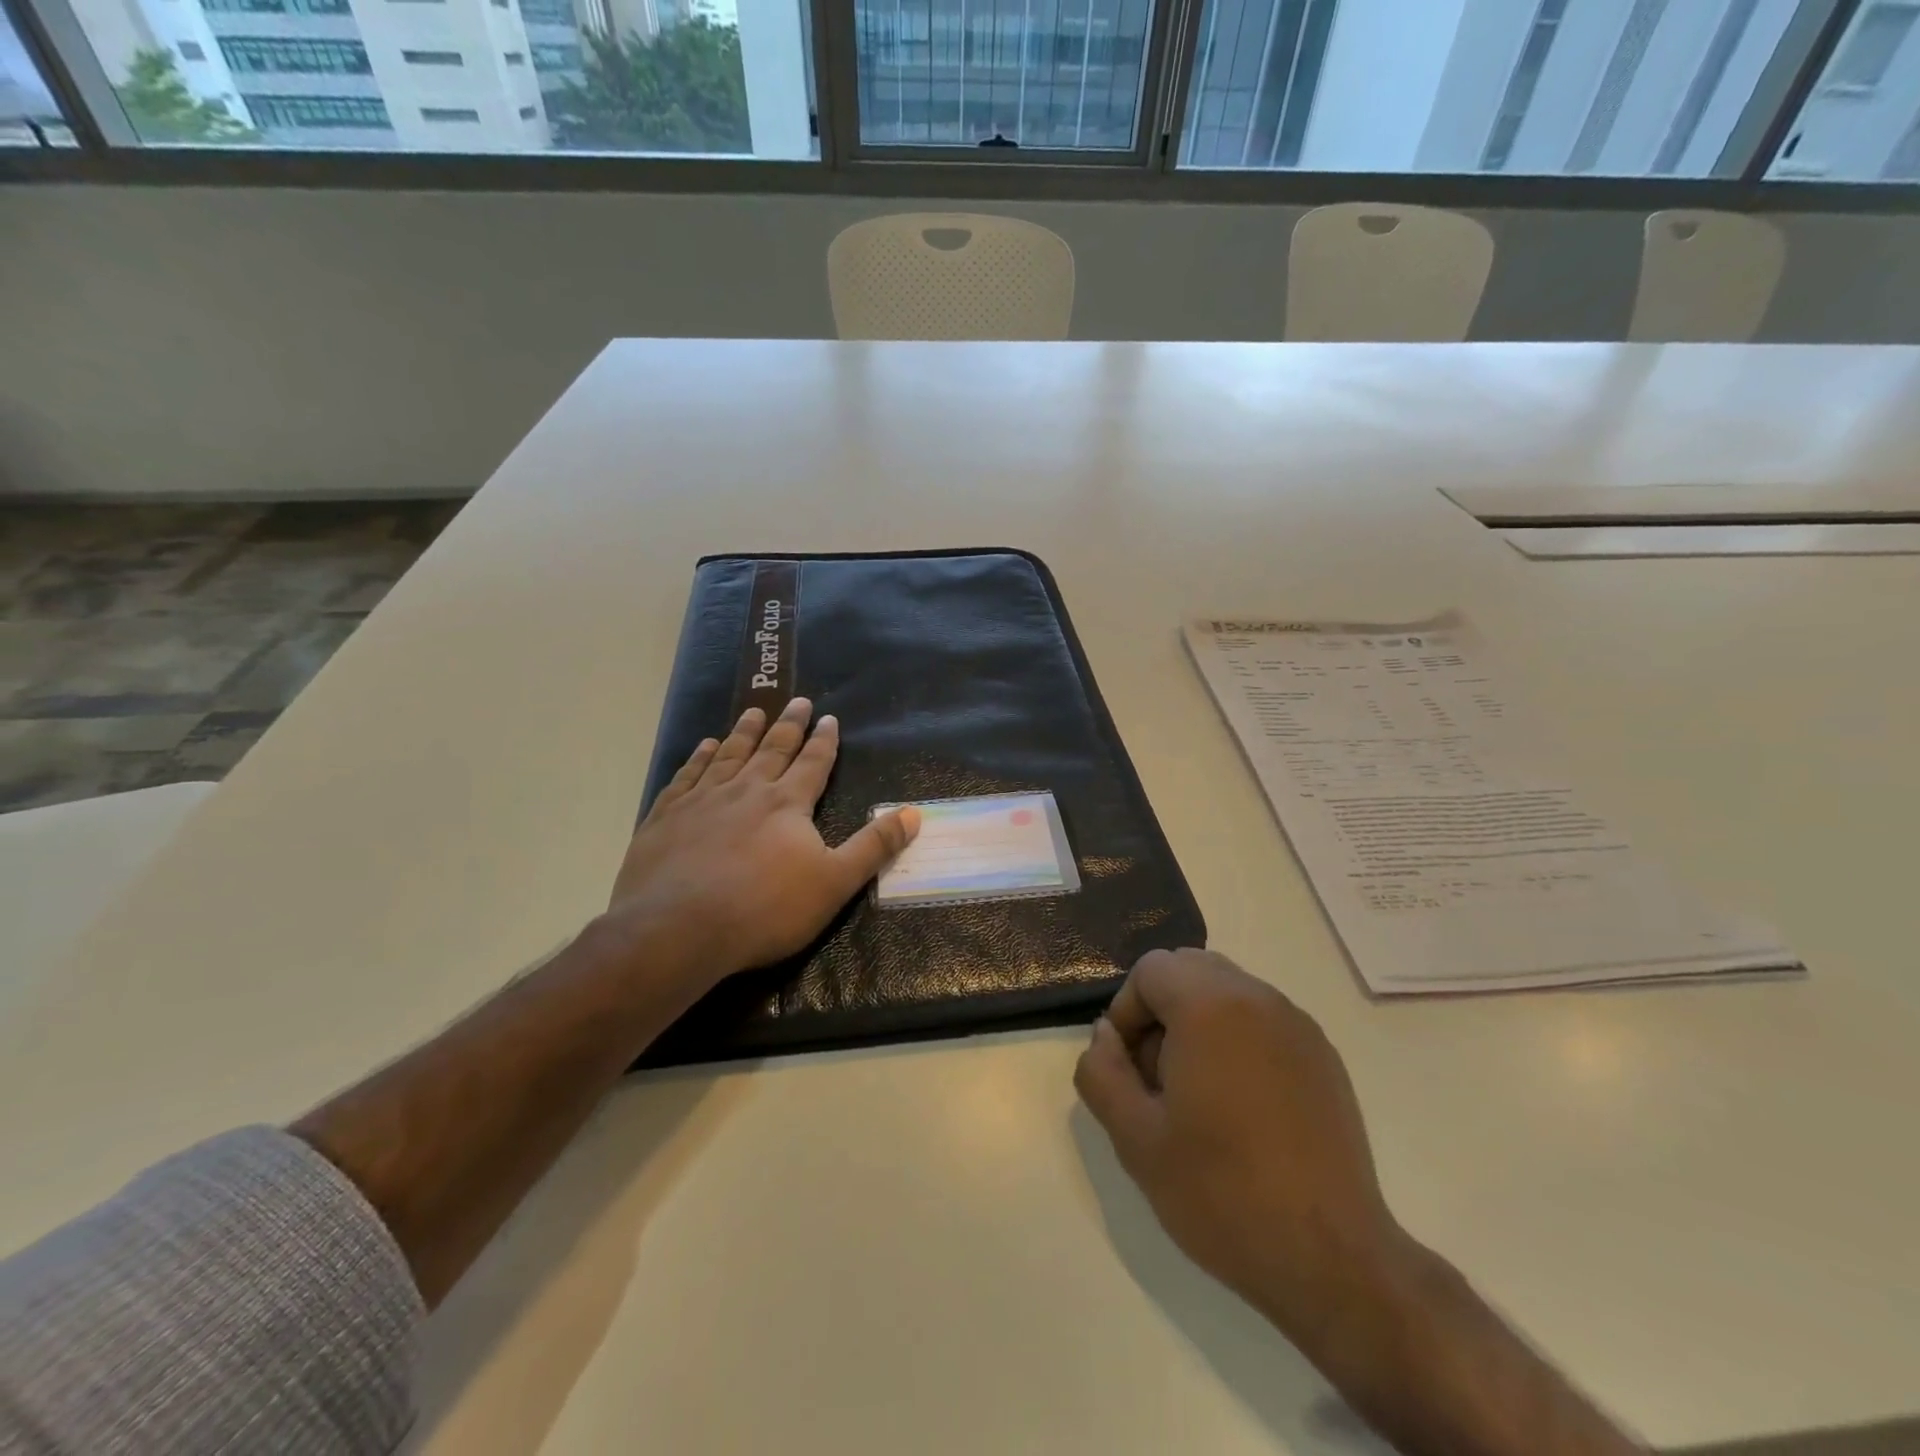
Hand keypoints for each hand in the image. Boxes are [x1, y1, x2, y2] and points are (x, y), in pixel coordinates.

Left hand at [607, 698, 918, 991]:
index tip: (829, 718)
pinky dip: (699, 758)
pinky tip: (704, 747)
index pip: (812, 763)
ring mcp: (702, 800)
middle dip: (789, 725)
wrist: (677, 930)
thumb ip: (874, 847)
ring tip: (754, 712)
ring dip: (744, 732)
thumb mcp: (834, 883)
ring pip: (729, 755)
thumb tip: (914, 813)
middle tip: (797, 701)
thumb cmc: (764, 910)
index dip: (824, 741)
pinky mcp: (666, 816)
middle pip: (772, 749)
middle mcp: (746, 790)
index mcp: (787, 803)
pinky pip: (687, 776)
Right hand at [1074, 948, 1405, 1353]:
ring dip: (1198, 1022)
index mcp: (1210, 1006)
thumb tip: (1105, 1035)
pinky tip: (1241, 1106)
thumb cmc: (1221, 1192)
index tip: (1128, 1068)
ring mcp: (1297, 1025)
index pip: (1150, 970)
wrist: (1331, 1259)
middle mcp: (1257, 998)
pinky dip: (1237, 1038)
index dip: (1126, 1011)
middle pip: (1190, 969)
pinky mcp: (1322, 1055)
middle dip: (1161, 1010)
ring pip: (1227, 991)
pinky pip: (1262, 1019)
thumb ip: (1102, 1072)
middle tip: (1157, 1077)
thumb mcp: (1134, 1138)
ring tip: (1197, 1094)